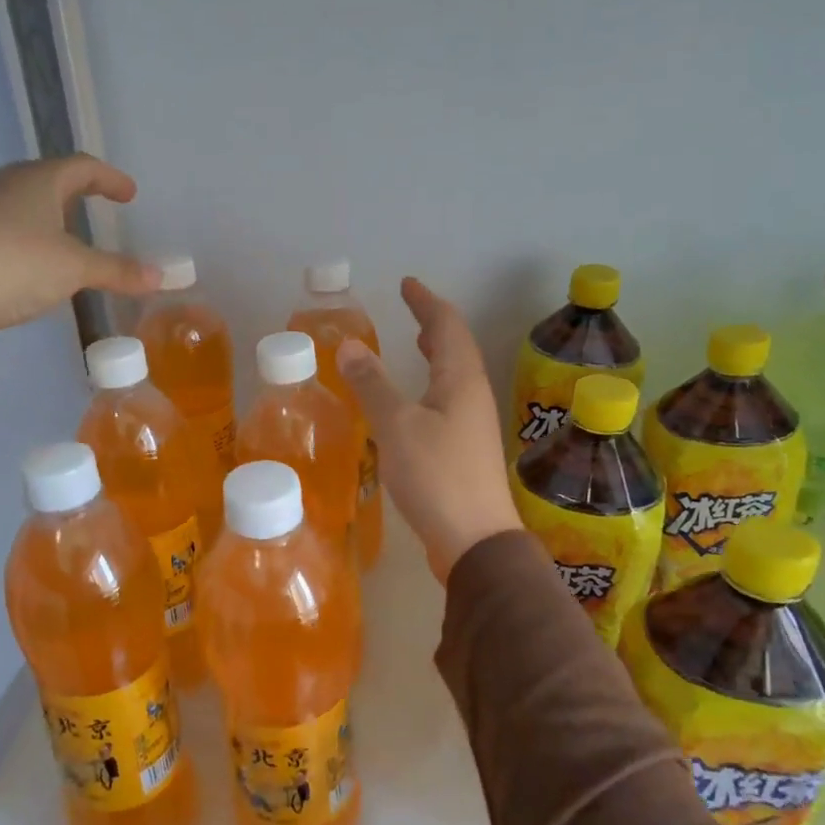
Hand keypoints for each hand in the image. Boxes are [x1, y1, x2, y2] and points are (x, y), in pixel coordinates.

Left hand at [0, 156, 158, 330]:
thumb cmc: (17, 263)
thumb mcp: (75, 268)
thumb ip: (118, 270)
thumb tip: (161, 277)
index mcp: (38, 180)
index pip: (82, 167)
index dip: (110, 179)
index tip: (129, 195)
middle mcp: (8, 183)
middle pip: (52, 179)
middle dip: (79, 192)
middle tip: (100, 207)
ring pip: (28, 201)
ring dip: (54, 214)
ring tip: (71, 236)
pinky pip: (10, 223)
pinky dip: (33, 233)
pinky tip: (37, 258)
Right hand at [338, 278, 522, 583]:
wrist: (474, 540)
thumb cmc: (436, 476)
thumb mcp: (396, 425)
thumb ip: (373, 384)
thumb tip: (350, 345)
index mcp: (461, 379)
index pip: (447, 325)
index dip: (426, 302)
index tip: (408, 284)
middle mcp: (473, 396)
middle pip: (457, 348)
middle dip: (434, 325)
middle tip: (412, 311)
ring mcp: (473, 425)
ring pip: (455, 377)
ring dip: (436, 356)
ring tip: (417, 347)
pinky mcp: (466, 452)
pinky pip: (449, 402)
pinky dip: (432, 387)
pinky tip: (416, 404)